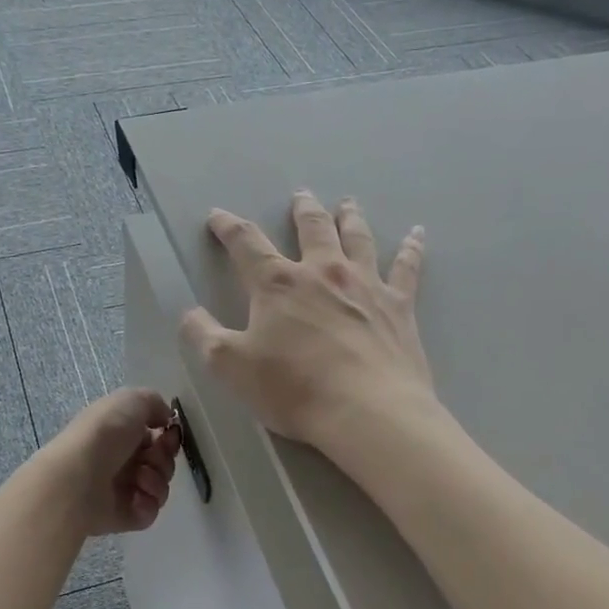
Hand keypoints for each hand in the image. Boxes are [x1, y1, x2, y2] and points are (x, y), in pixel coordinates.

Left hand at [45, 388, 181, 535]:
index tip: (169, 435)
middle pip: (162, 461)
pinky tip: (135, 497)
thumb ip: (154, 403)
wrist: (78, 477)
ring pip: (160, 486)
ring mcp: (122, 490)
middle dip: (163, 458)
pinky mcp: (124, 516)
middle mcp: (121, 460)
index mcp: (120, 432)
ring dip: (157, 479)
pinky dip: (148, 503)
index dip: (168, 436)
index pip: (156, 436)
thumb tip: (165, 419)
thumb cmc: (104, 433)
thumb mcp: (131, 400)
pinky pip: (150, 511)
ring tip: (139, 478)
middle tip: (149, 458)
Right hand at [180, 192, 433, 453]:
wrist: (368, 412)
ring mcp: (365, 285)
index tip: (218, 216)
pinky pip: (407, 267)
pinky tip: (418, 234)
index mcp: (278, 284)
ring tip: (347, 203)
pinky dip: (412, 248)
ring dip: (350, 217)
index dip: (228, 227)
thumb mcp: (230, 367)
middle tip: (300, 196)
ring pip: (357, 238)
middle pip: (312, 228)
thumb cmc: (294, 389)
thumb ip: (204, 336)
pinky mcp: (399, 306)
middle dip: (302, 211)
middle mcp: (322, 272)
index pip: (246, 243)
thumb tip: (189, 313)